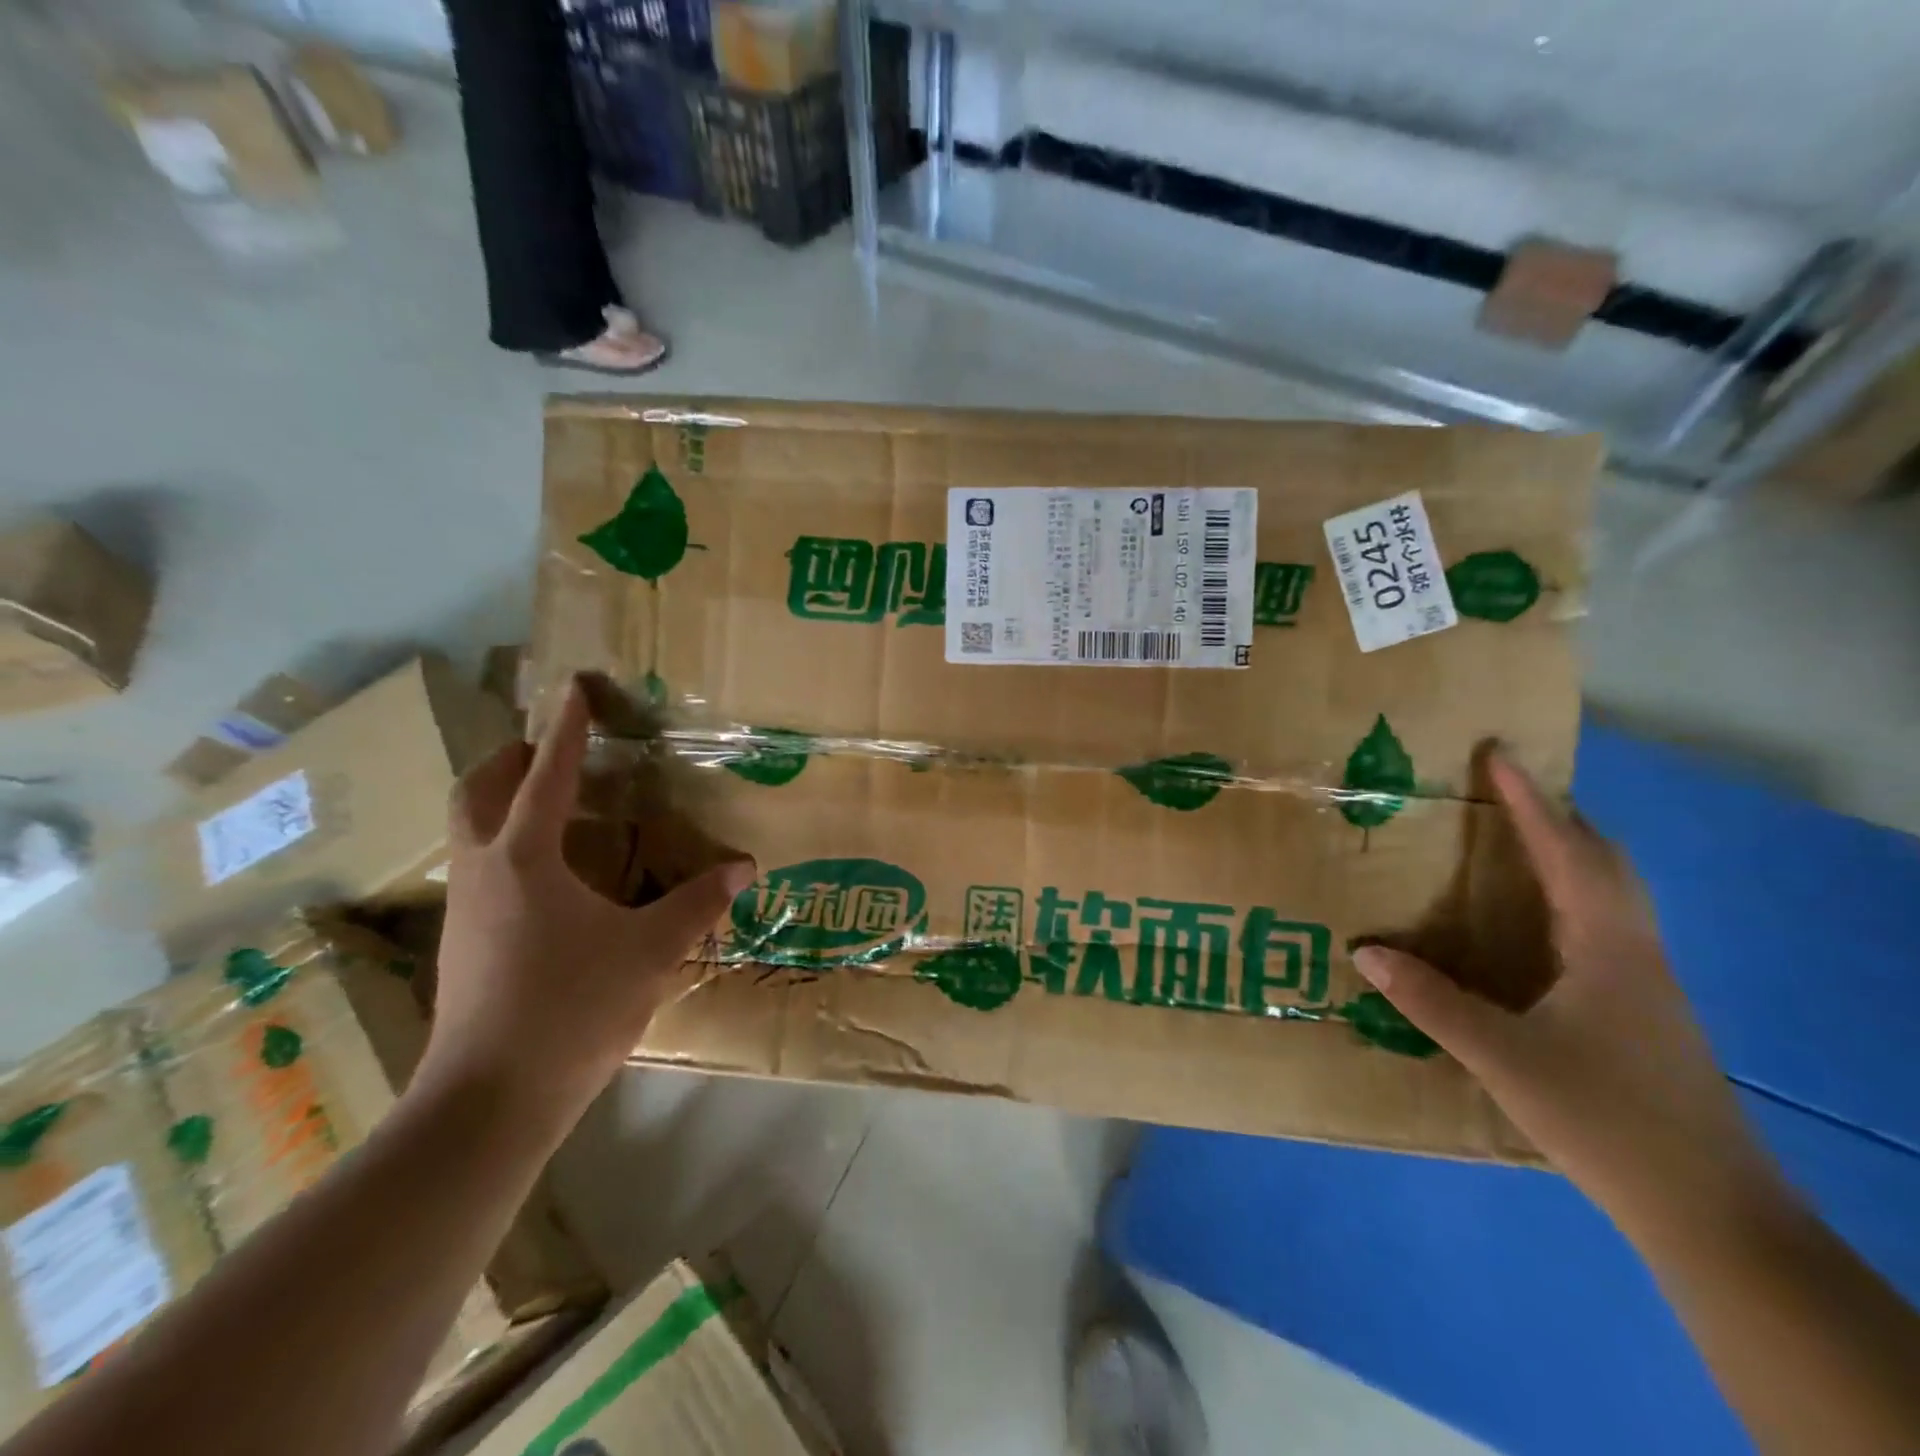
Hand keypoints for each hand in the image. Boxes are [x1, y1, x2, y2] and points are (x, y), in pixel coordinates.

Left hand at [417, 676, 753, 1136]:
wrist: (488, 1102)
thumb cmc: (571, 1009)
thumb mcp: (650, 951)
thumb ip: (698, 904)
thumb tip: (744, 867)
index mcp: (525, 857)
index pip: (547, 774)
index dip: (566, 728)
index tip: (575, 687)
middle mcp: (484, 870)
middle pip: (477, 792)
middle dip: (509, 759)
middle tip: (547, 749)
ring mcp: (465, 909)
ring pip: (469, 831)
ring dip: (502, 802)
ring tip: (553, 805)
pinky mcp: (464, 943)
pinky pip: (481, 869)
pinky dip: (509, 847)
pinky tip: (550, 877)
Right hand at [1352, 753, 1778, 1219]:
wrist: (1710, 1211)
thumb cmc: (1606, 1118)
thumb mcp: (1503, 1057)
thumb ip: (1430, 1001)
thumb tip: (1365, 951)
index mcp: (1607, 947)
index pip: (1566, 852)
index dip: (1530, 801)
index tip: (1498, 754)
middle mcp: (1634, 951)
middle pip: (1605, 862)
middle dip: (1557, 818)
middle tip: (1505, 793)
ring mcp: (1646, 983)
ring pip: (1611, 894)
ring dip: (1568, 854)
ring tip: (1515, 841)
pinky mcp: (1644, 1011)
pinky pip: (1605, 926)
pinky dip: (1570, 897)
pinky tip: (1535, 924)